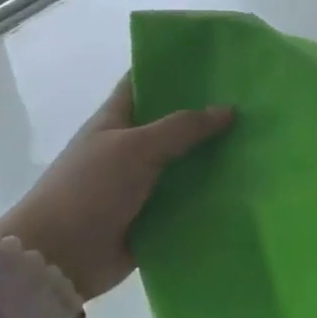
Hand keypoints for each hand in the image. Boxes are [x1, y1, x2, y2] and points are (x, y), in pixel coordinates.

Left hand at [0, 76, 233, 301]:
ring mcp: (141, 183)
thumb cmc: (89, 189)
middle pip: (173, 123)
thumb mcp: (135, 147)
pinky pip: (188, 199)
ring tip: (259, 141)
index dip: (174, 67)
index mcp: (116, 119)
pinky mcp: (153, 216)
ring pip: (185, 162)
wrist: (57, 259)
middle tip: (253, 101)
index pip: (146, 82)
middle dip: (207, 113)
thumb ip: (182, 127)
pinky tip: (246, 184)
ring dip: (214, 156)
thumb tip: (228, 110)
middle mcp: (130, 147)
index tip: (215, 58)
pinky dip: (211, 194)